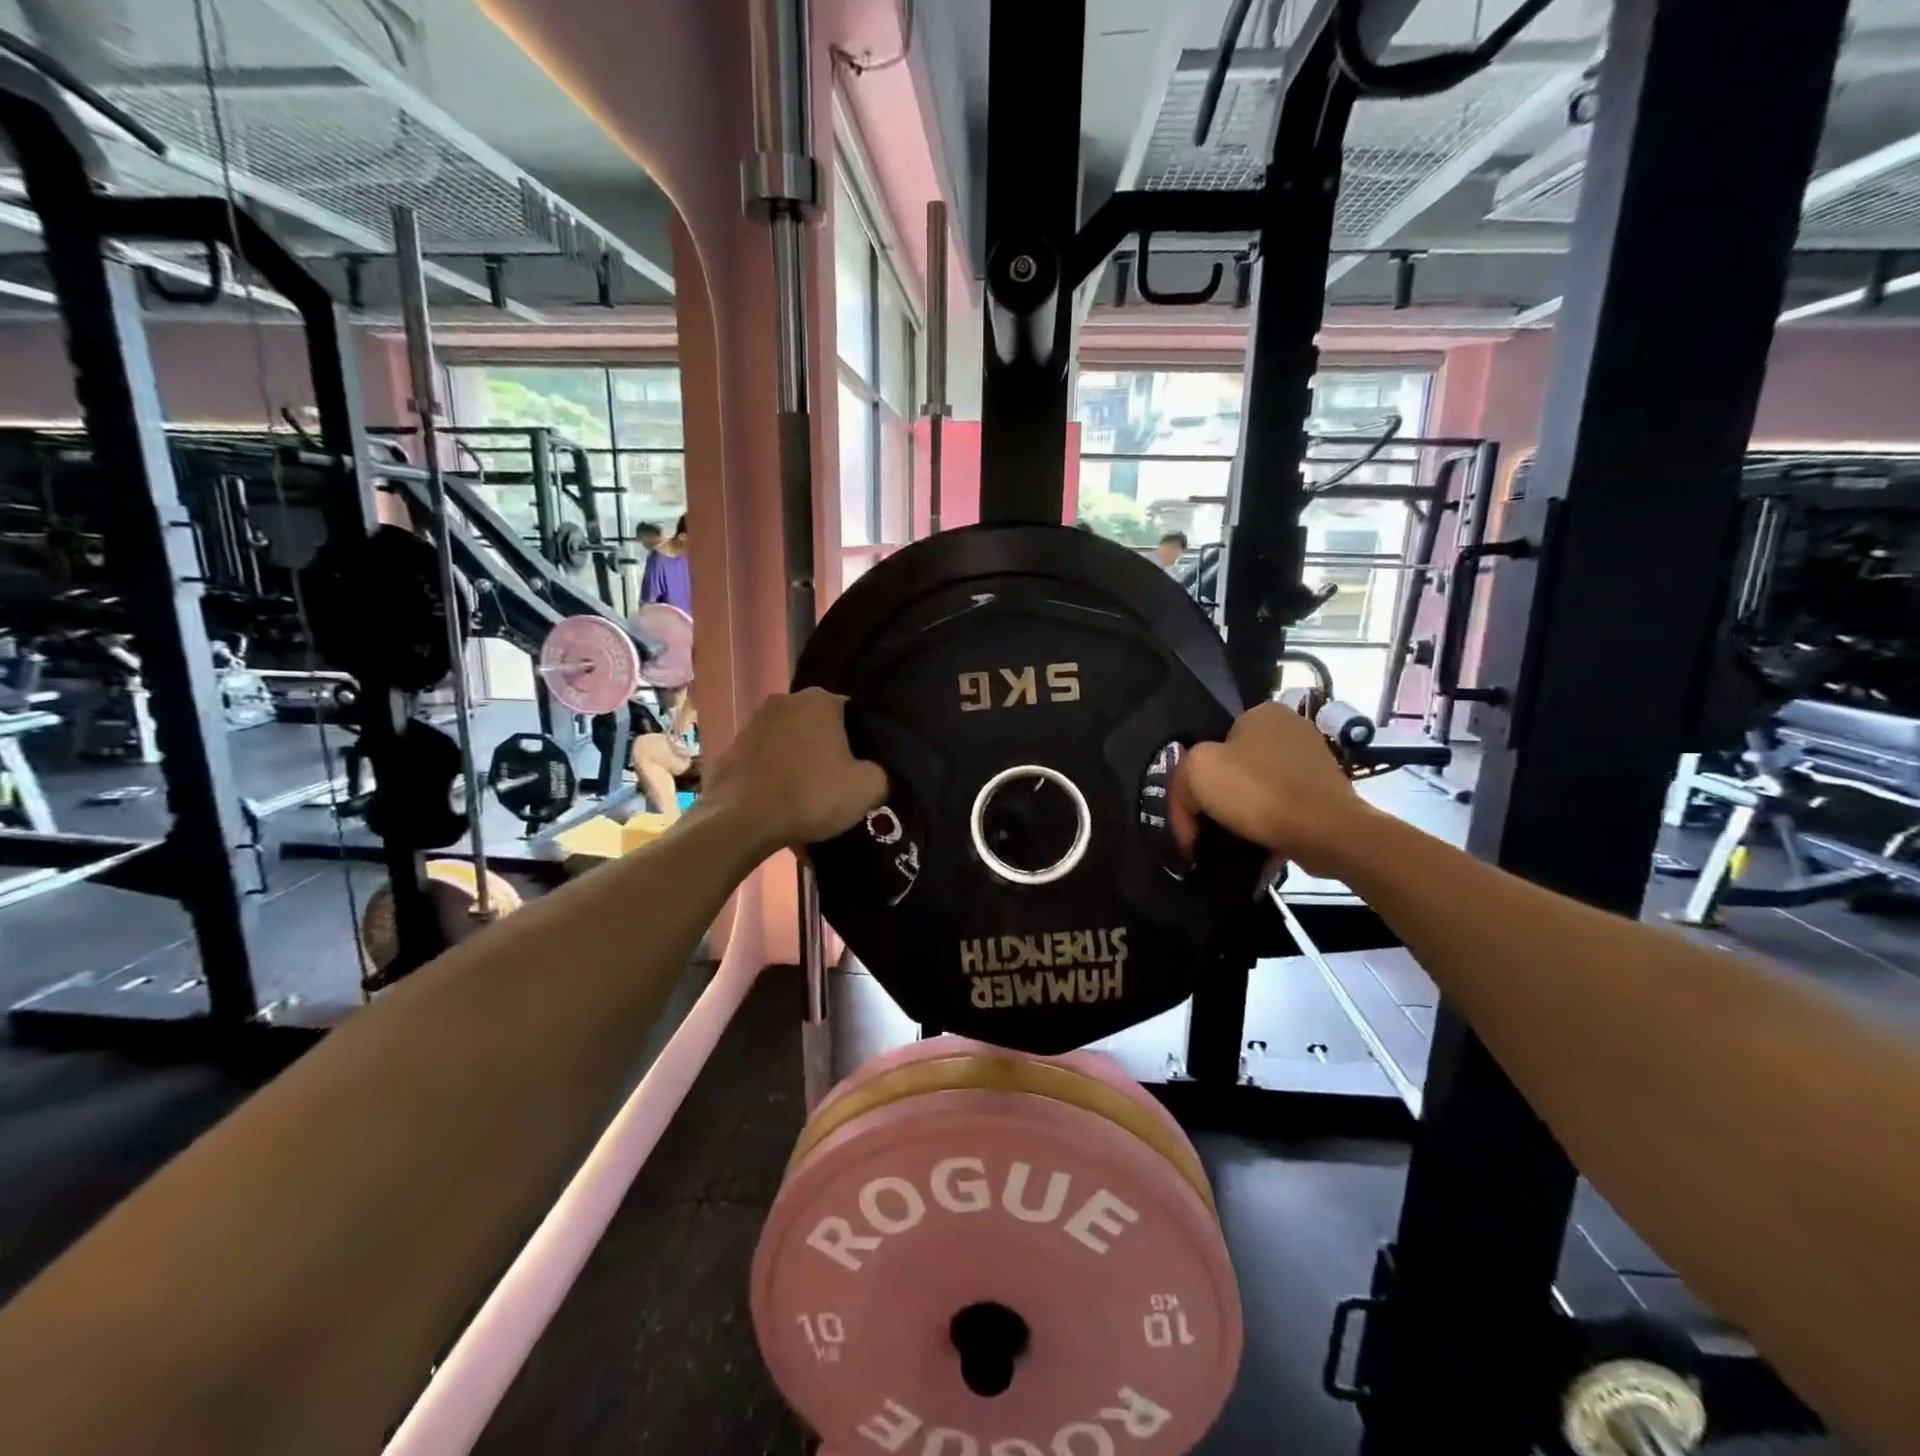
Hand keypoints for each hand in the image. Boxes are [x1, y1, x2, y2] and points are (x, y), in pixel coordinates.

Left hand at [701, 688, 886, 848]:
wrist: (742, 822)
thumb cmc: (811, 795)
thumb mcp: (868, 788)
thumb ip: (882, 772)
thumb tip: (876, 772)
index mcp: (820, 700)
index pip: (853, 713)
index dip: (861, 741)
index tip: (862, 766)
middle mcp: (784, 700)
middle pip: (817, 724)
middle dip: (827, 747)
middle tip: (837, 780)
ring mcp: (751, 723)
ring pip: (787, 740)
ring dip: (797, 759)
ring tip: (805, 793)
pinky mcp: (729, 749)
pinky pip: (762, 760)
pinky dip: (771, 774)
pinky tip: (778, 800)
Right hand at [1170, 700, 1373, 875]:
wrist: (1327, 833)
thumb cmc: (1258, 791)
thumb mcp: (1196, 772)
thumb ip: (1180, 781)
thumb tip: (1189, 807)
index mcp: (1262, 712)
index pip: (1213, 741)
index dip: (1195, 777)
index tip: (1190, 810)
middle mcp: (1292, 727)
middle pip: (1235, 765)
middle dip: (1218, 795)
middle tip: (1204, 825)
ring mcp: (1314, 760)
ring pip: (1259, 787)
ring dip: (1242, 812)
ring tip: (1229, 839)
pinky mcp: (1327, 792)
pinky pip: (1283, 806)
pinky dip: (1267, 823)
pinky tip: (1257, 844)